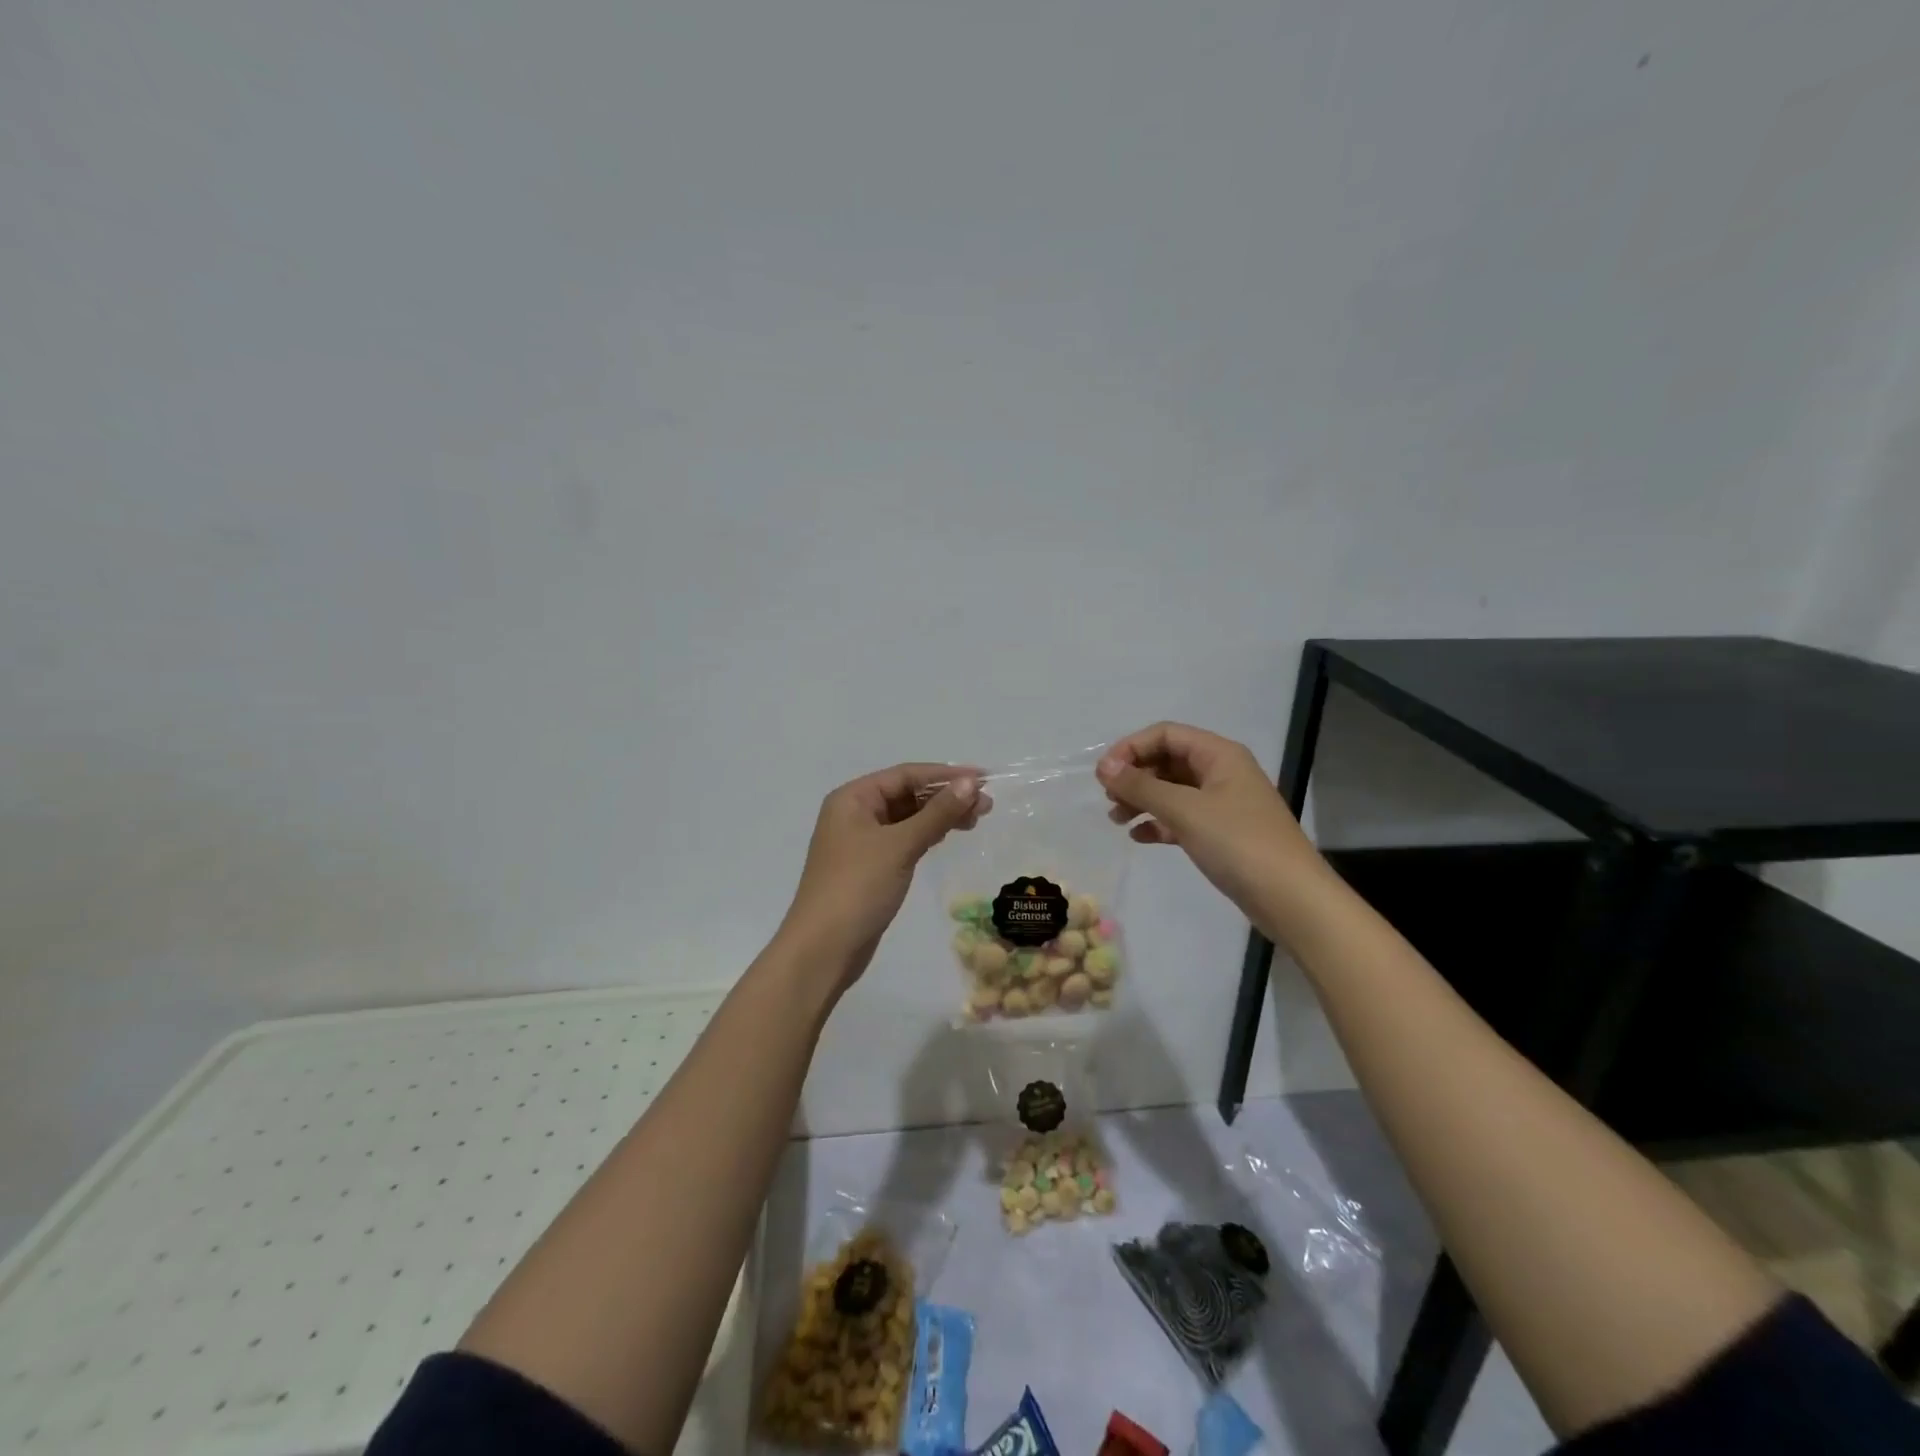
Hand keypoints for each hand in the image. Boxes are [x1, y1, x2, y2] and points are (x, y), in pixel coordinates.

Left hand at [777, 763, 987, 987]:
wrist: (824, 949)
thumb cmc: (858, 887)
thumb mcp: (900, 845)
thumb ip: (937, 813)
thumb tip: (969, 783)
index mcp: (853, 798)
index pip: (905, 774)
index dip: (946, 774)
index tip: (984, 779)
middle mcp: (854, 813)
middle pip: (906, 794)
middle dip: (945, 796)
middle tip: (986, 805)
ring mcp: (860, 841)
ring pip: (907, 818)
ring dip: (939, 816)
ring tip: (976, 820)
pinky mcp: (869, 867)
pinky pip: (903, 839)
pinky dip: (926, 834)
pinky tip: (947, 836)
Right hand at [1095, 723, 1317, 912]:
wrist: (1291, 898)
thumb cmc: (1238, 843)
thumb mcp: (1185, 810)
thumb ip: (1141, 786)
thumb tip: (1104, 767)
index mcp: (1219, 754)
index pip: (1165, 735)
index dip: (1131, 748)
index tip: (1103, 775)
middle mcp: (1222, 772)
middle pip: (1167, 760)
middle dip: (1135, 776)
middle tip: (1109, 800)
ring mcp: (1223, 803)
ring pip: (1172, 790)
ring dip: (1142, 800)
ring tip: (1117, 820)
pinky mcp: (1222, 832)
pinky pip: (1182, 817)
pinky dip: (1159, 823)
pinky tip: (1140, 837)